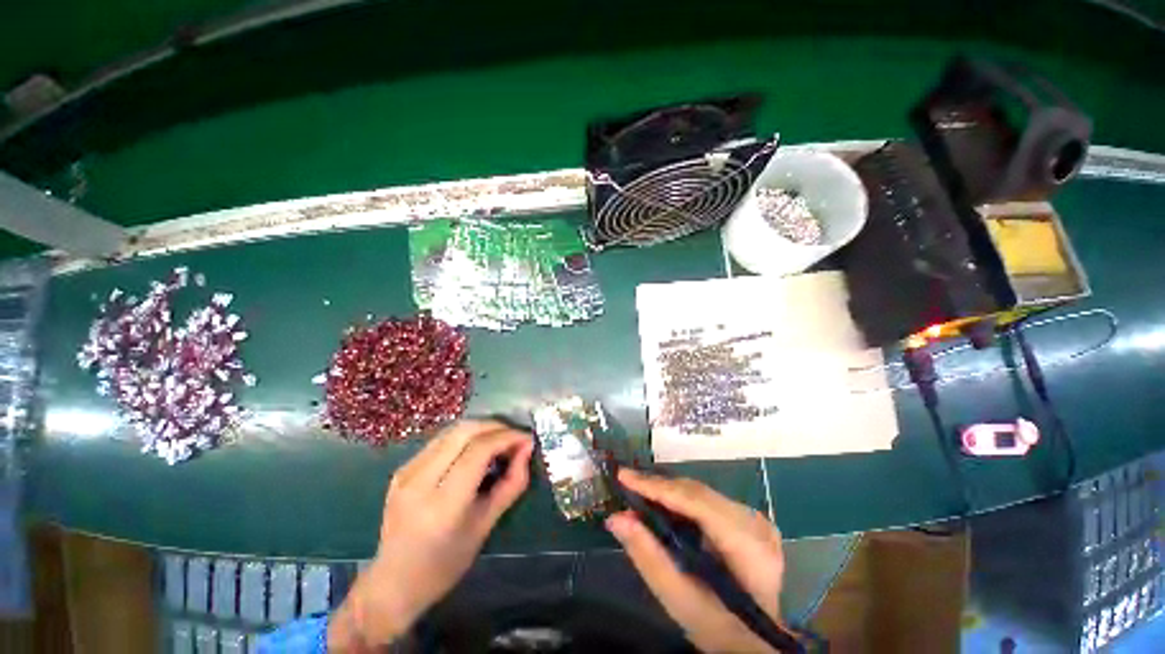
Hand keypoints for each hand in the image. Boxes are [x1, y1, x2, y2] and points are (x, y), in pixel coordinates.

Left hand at [329, 420, 533, 650]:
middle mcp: (419, 481)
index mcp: (442, 504)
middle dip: (496, 426)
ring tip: (500, 440)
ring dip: (481, 428)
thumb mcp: (486, 526)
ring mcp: (406, 472)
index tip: (527, 438)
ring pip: (452, 430)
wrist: (393, 583)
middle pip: (464, 431)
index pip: (479, 450)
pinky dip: (465, 437)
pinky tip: (476, 449)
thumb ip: (511, 484)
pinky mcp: (401, 469)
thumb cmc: (445, 565)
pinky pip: (440, 440)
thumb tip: (526, 449)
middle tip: (515, 436)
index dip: (507, 437)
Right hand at [606, 469, 786, 652]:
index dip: (657, 486)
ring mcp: (753, 518)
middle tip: (625, 483)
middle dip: (658, 487)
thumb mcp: (679, 599)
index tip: (624, 476)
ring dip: (667, 491)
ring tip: (637, 492)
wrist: (756, 639)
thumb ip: (648, 556)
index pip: (696, 502)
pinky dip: (680, 500)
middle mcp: (754, 522)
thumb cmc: (718, 626)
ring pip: (700, 492)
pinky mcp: (747, 518)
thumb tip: (616, 518)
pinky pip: (706, 499)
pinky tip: (661, 503)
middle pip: (697, 492)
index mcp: (747, 545)